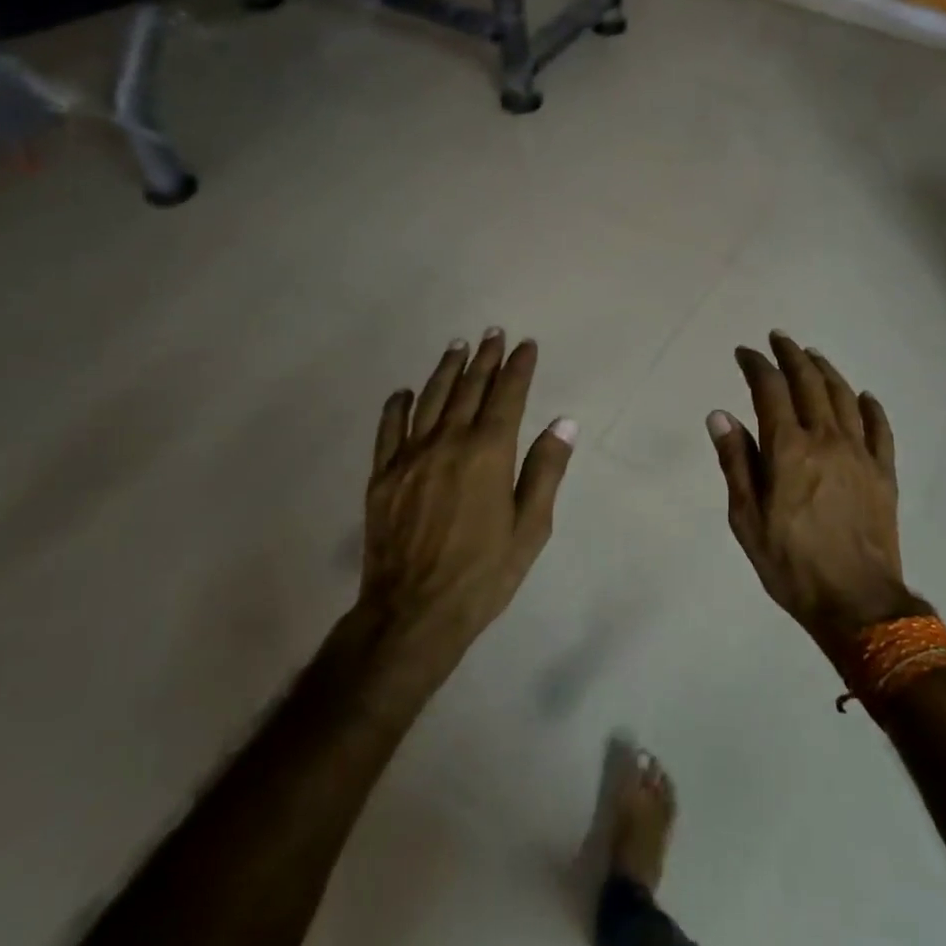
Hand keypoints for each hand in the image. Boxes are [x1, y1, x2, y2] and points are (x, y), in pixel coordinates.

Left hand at [360, 330, 575, 666]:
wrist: (413, 612)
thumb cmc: (483, 574)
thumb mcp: (530, 528)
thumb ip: (545, 470)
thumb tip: (563, 421)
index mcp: (488, 453)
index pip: (507, 396)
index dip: (518, 367)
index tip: (526, 344)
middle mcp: (448, 442)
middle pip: (469, 389)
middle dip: (484, 358)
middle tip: (492, 334)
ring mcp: (410, 456)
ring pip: (430, 399)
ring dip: (446, 370)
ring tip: (457, 346)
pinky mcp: (382, 475)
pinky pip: (389, 429)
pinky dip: (397, 406)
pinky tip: (404, 392)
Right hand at [707, 333, 924, 660]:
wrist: (857, 602)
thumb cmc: (791, 563)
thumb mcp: (746, 518)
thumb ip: (735, 462)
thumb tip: (720, 415)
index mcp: (788, 448)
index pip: (770, 390)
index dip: (756, 365)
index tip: (745, 352)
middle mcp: (826, 439)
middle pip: (809, 383)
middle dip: (792, 355)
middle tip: (779, 338)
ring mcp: (860, 453)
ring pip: (844, 397)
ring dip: (827, 371)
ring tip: (813, 356)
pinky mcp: (884, 472)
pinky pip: (880, 428)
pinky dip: (871, 407)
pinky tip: (865, 396)